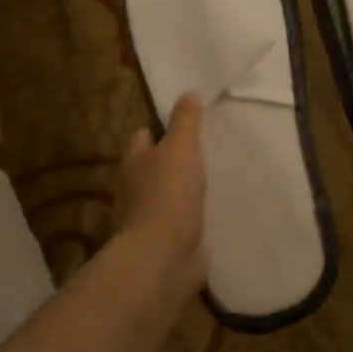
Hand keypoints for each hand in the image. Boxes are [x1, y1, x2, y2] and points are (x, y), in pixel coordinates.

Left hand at [114, 94, 207, 298]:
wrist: (163, 258)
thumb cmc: (168, 195)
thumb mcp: (180, 148)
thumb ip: (185, 121)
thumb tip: (187, 93)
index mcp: (135, 163)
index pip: (143, 137)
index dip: (158, 128)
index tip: (183, 123)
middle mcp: (138, 189)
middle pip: (155, 167)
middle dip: (174, 161)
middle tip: (206, 149)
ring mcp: (152, 219)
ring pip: (170, 196)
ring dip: (186, 191)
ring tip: (216, 180)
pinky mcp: (169, 243)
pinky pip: (184, 223)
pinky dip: (195, 218)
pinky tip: (217, 212)